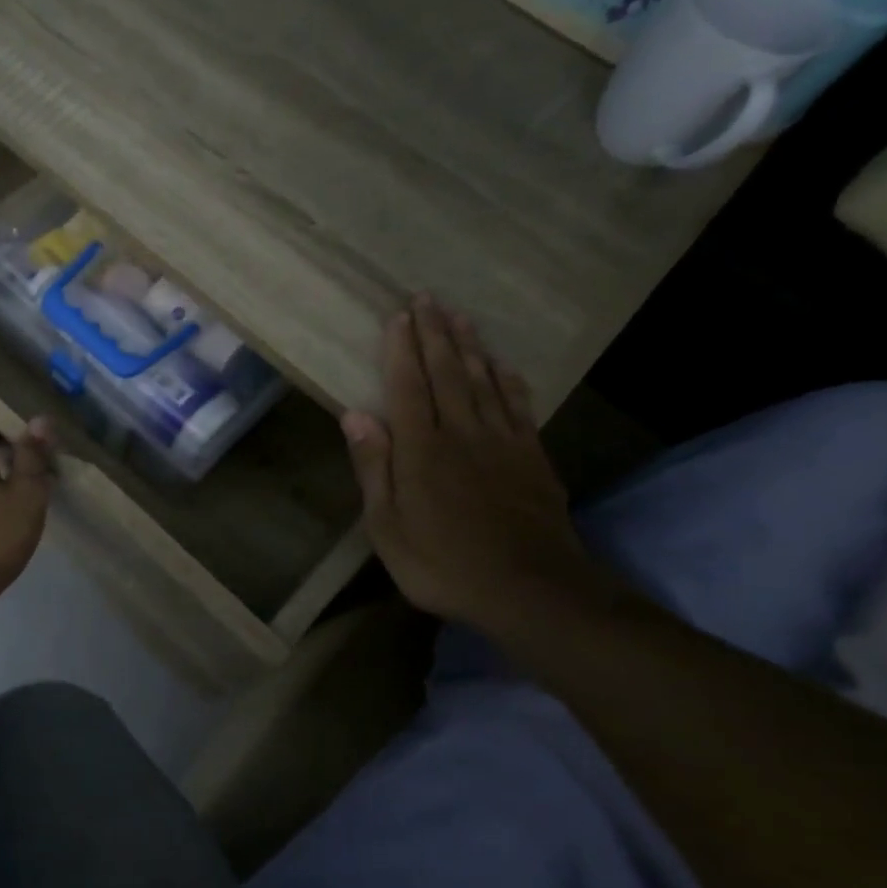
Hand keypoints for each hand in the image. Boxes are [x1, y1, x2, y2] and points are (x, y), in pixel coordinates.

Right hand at [342, 295, 600, 628]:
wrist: (530, 589)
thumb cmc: (443, 563)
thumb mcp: (387, 526)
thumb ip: (374, 467)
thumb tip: (354, 415)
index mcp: (422, 449)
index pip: (408, 387)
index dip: (402, 349)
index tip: (398, 316)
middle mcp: (462, 433)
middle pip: (448, 373)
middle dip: (435, 333)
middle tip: (428, 298)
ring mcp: (503, 442)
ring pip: (484, 381)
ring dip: (471, 346)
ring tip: (460, 316)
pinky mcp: (532, 457)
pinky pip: (519, 406)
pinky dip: (508, 380)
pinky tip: (503, 365)